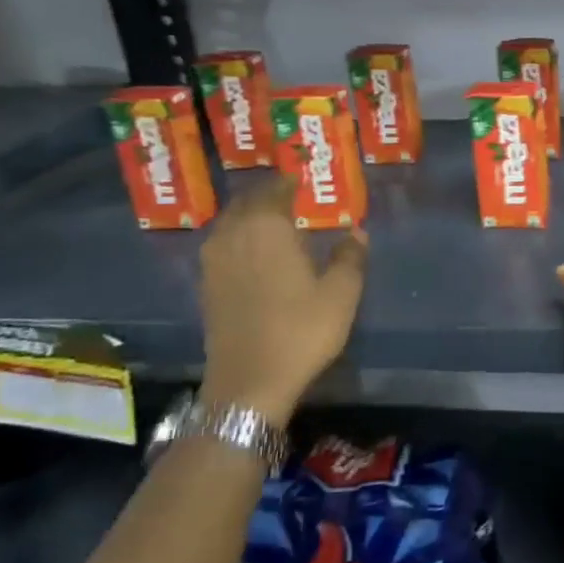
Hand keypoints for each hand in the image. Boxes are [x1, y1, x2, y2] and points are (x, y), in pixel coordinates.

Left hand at [199, 176, 366, 427]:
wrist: (249, 382)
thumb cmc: (301, 331)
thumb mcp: (341, 293)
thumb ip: (350, 256)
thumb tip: (356, 231)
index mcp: (267, 227)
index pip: (275, 190)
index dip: (289, 182)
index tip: (303, 179)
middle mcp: (234, 235)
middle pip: (247, 202)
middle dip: (268, 196)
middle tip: (292, 197)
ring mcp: (214, 261)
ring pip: (231, 223)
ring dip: (251, 217)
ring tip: (276, 223)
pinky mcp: (207, 286)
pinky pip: (223, 246)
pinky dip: (240, 240)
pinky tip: (257, 254)